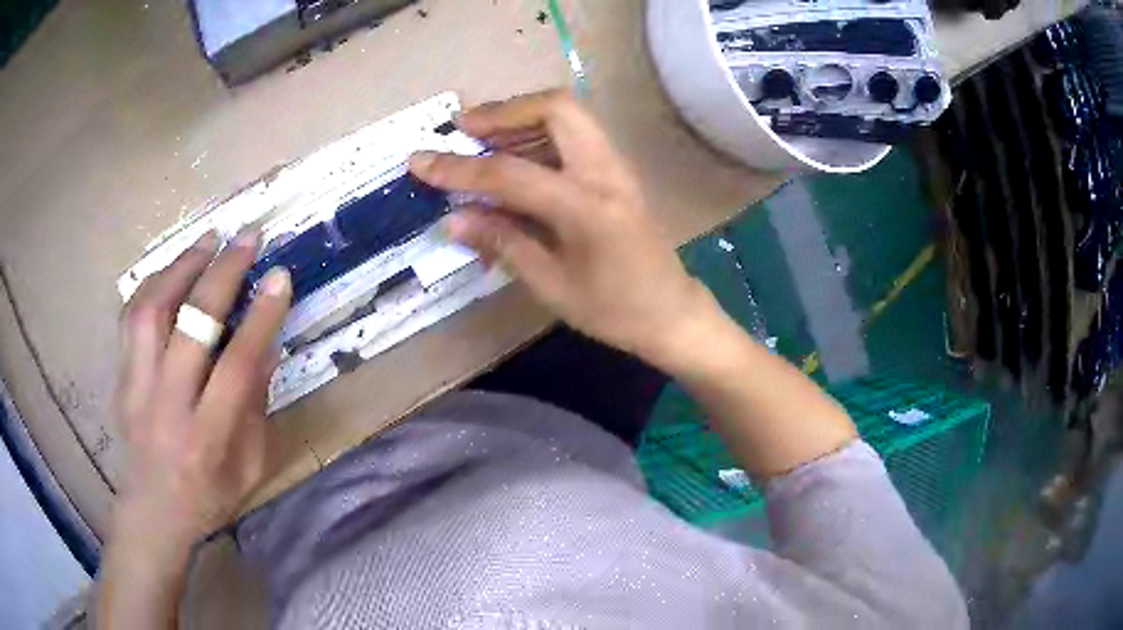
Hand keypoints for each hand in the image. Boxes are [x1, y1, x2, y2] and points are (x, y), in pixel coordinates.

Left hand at [114, 230, 291, 551]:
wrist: (152, 511)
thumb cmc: (209, 496)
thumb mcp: (249, 467)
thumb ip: (256, 406)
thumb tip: (267, 344)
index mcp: (207, 438)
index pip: (235, 367)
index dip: (260, 317)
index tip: (280, 276)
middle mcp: (167, 406)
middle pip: (190, 325)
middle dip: (222, 273)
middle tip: (247, 237)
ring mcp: (136, 388)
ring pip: (151, 310)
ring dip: (182, 266)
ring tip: (209, 239)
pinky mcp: (120, 377)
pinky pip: (131, 316)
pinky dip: (153, 283)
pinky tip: (173, 268)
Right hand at [409, 90, 709, 361]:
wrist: (670, 312)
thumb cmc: (613, 310)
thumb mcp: (551, 285)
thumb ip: (502, 242)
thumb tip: (452, 218)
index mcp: (586, 207)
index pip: (509, 173)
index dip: (458, 168)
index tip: (420, 162)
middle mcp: (604, 172)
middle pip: (555, 108)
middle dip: (504, 111)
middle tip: (465, 130)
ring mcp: (616, 167)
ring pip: (567, 115)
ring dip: (521, 118)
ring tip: (481, 141)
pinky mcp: (617, 171)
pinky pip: (575, 134)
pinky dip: (539, 134)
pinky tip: (515, 158)